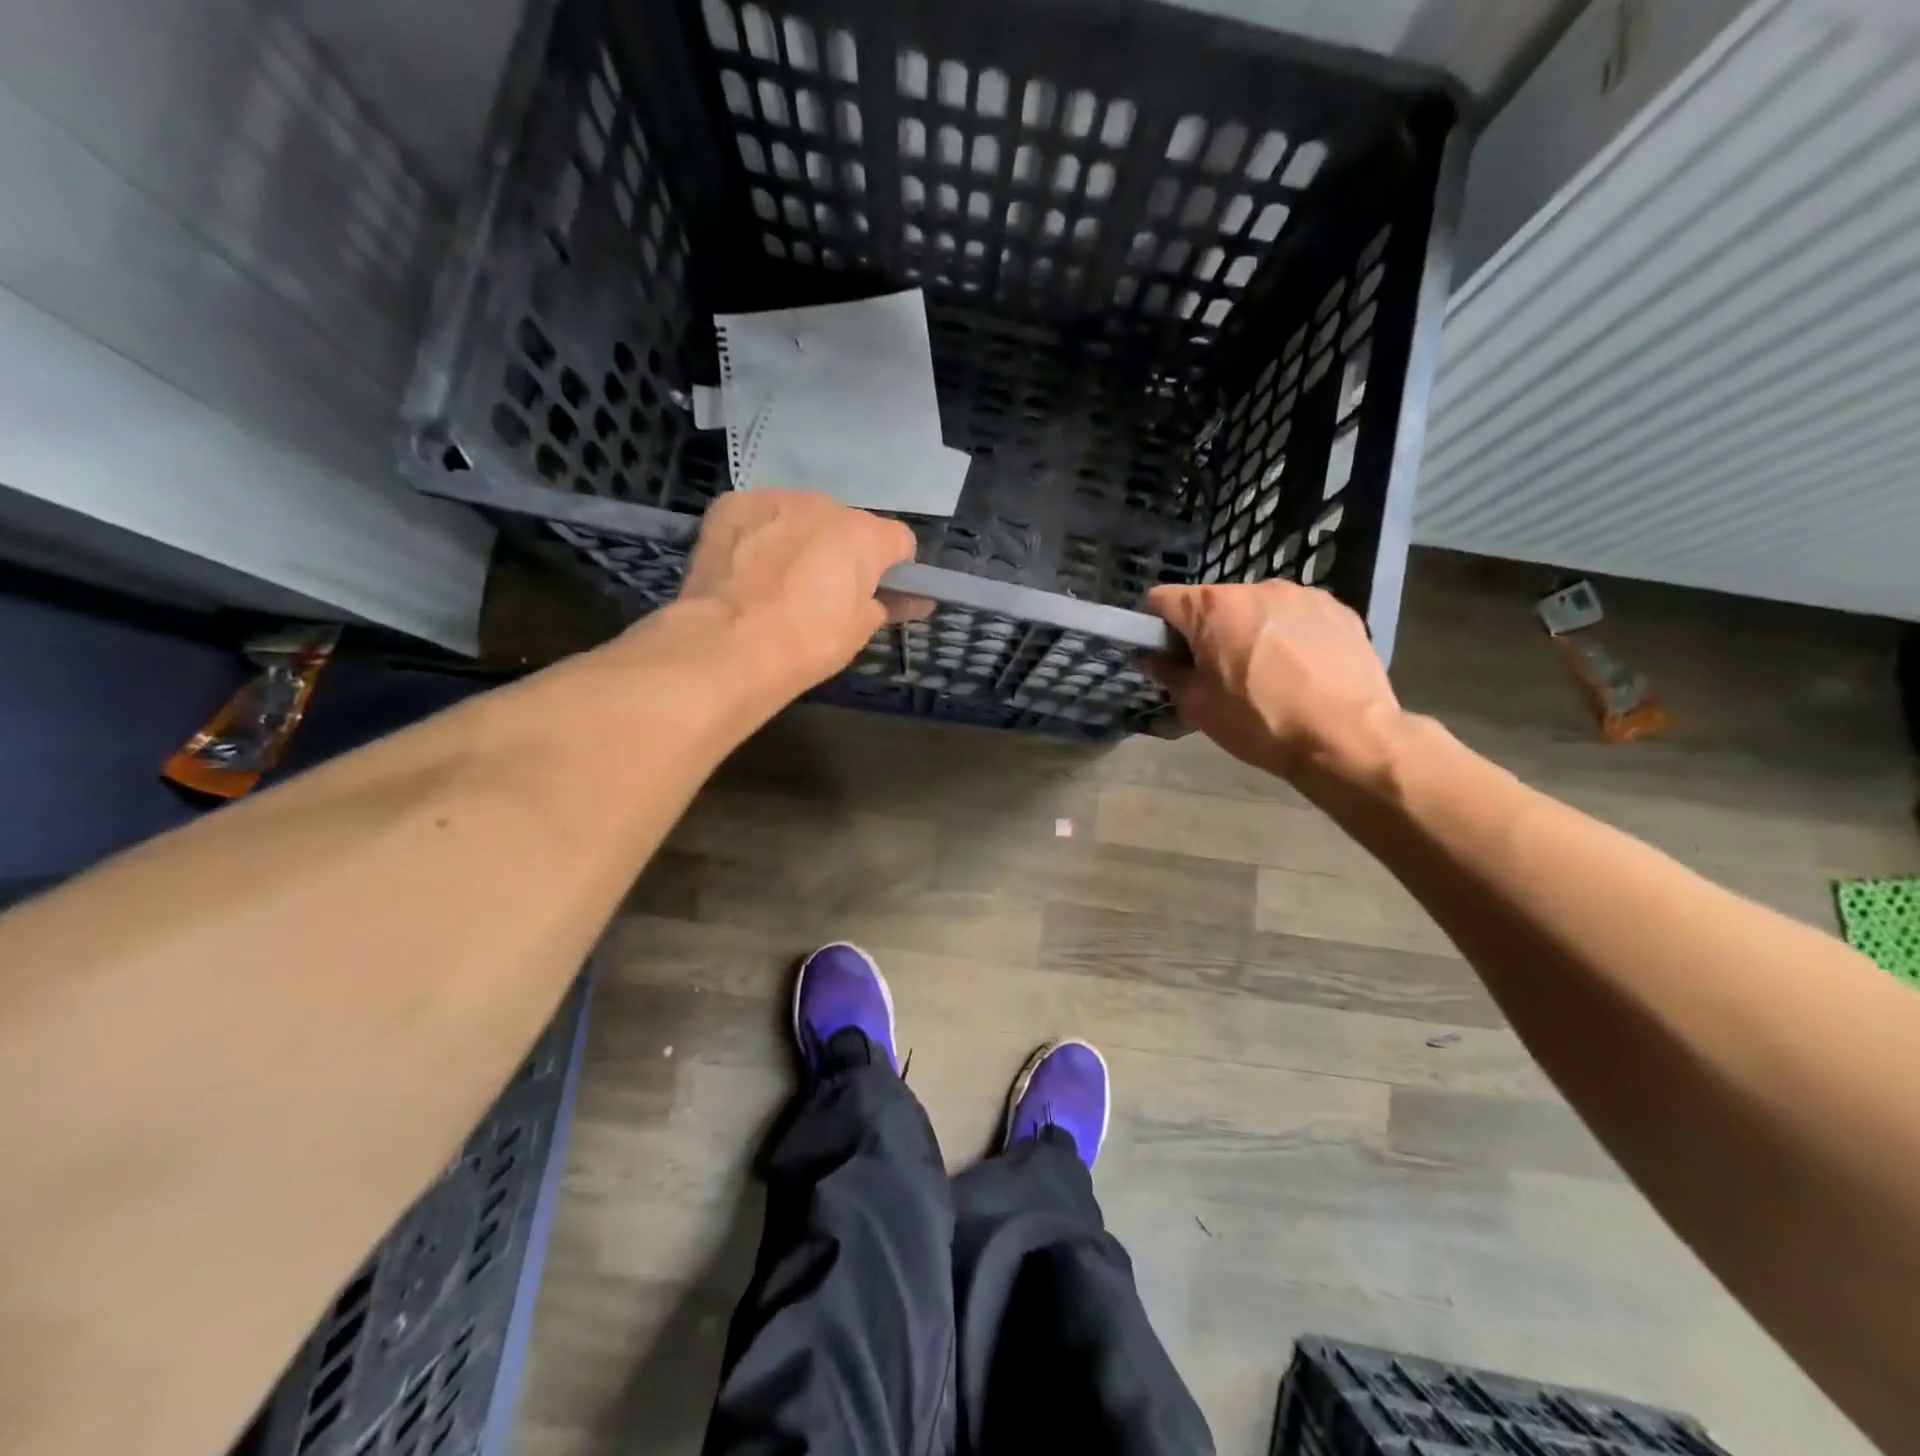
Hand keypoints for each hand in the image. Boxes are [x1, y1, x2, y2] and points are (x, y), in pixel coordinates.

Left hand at [674, 489, 923, 693]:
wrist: (727, 645)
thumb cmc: (806, 643)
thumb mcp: (859, 632)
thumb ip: (886, 604)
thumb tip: (908, 599)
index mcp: (864, 536)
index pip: (899, 541)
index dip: (894, 569)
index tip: (879, 593)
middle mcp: (824, 505)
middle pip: (847, 525)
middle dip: (842, 552)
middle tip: (823, 593)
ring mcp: (774, 499)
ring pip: (800, 516)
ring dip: (800, 539)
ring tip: (778, 580)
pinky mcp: (731, 504)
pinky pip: (758, 515)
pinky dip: (758, 535)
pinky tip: (745, 566)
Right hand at [1144, 581, 1402, 785]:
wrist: (1347, 737)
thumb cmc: (1259, 722)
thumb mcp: (1198, 706)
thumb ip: (1167, 673)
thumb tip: (1148, 656)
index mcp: (1213, 607)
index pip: (1162, 599)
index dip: (1155, 625)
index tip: (1164, 653)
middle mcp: (1256, 587)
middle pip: (1213, 603)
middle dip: (1208, 631)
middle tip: (1218, 673)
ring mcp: (1302, 595)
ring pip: (1257, 608)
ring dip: (1250, 631)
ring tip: (1267, 674)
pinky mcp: (1338, 609)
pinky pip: (1296, 617)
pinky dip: (1289, 636)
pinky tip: (1302, 671)